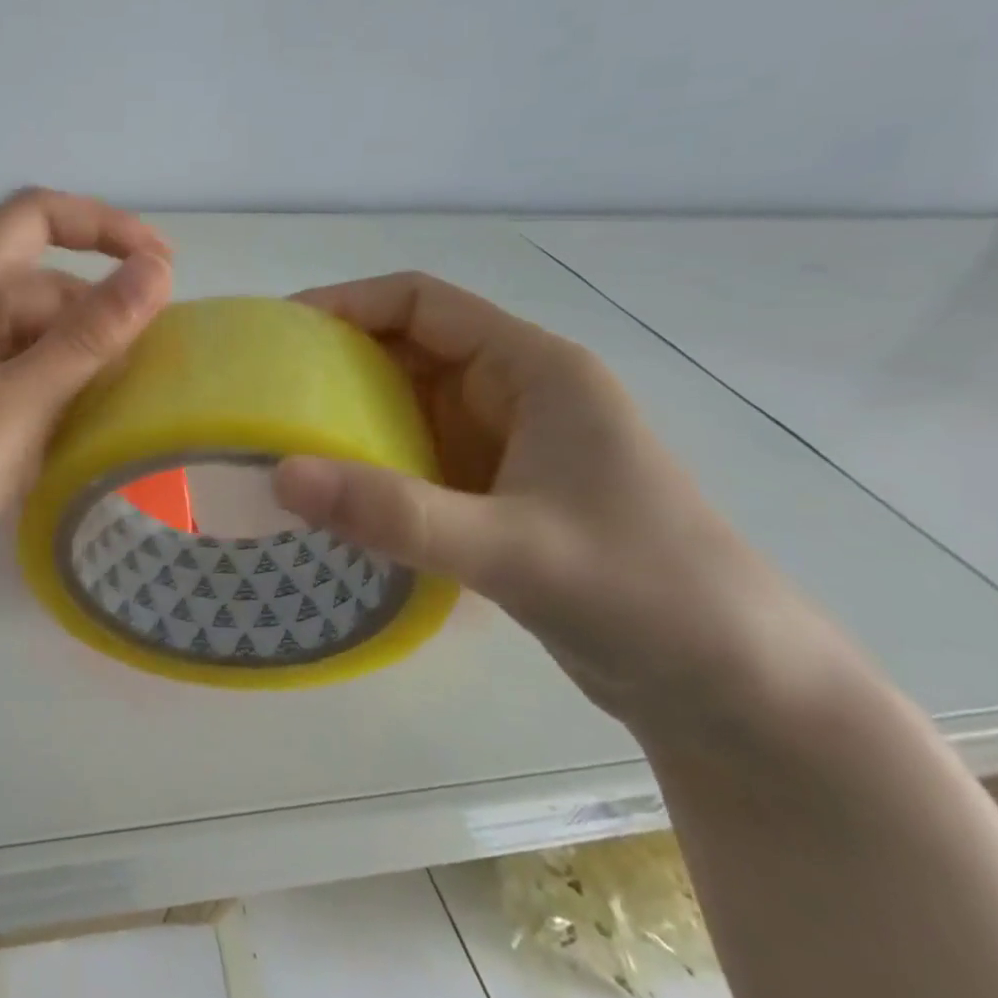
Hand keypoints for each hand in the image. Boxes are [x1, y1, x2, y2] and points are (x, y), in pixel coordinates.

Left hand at [0, 188, 173, 643]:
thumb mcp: (16, 410)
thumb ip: (88, 338)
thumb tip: (156, 269)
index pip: (34, 217)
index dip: (103, 226)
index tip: (163, 268)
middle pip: (33, 286)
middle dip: (94, 319)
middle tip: (146, 379)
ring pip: (20, 338)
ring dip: (70, 365)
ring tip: (111, 419)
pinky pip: (0, 379)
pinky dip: (39, 397)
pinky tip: (62, 443)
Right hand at [271, 272, 854, 743]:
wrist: (738, 694)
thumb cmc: (651, 596)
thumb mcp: (515, 549)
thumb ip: (396, 514)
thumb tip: (281, 477)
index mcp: (534, 370)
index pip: (422, 303)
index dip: (346, 303)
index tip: (276, 333)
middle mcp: (516, 394)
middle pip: (406, 349)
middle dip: (333, 362)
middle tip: (259, 392)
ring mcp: (506, 446)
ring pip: (406, 406)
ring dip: (346, 416)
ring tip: (277, 438)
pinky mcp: (496, 495)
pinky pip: (414, 458)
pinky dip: (368, 465)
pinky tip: (330, 493)